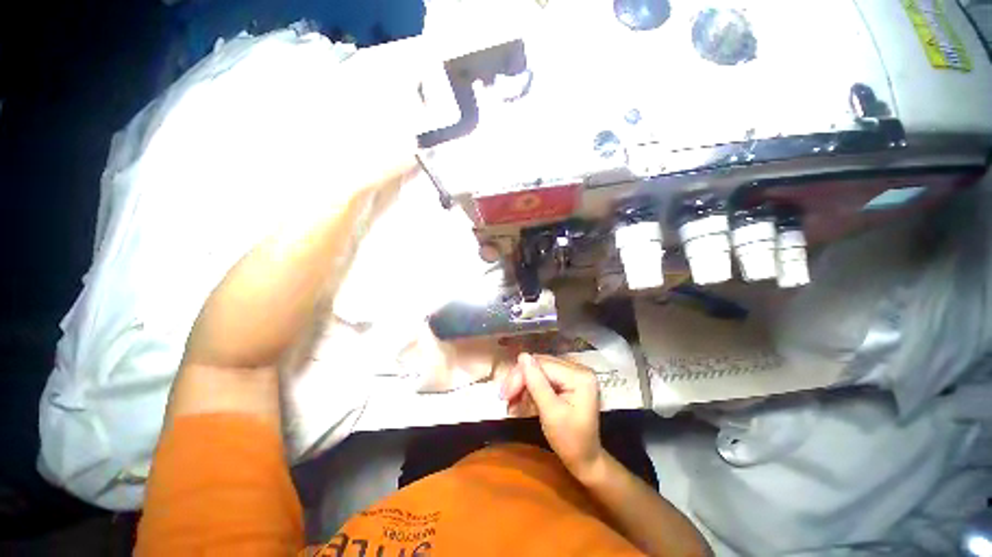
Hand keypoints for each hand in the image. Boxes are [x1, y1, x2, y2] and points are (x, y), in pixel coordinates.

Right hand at [501, 353, 604, 478]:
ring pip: (539, 370)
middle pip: (541, 365)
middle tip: (504, 397)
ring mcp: (573, 374)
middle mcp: (578, 369)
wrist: (585, 460)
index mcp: (580, 376)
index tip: (504, 394)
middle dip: (520, 380)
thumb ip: (536, 383)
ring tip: (511, 401)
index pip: (543, 366)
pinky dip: (531, 388)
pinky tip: (521, 400)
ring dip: (523, 384)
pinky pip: (544, 377)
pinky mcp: (567, 380)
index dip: (521, 376)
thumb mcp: (551, 413)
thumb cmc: (570, 441)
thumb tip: (522, 355)